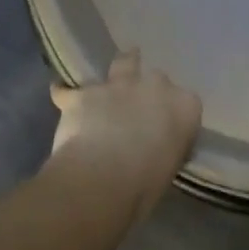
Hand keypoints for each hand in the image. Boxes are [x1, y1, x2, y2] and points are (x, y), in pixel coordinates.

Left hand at [48, 51, 201, 223]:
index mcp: (185, 107)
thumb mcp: (169, 169)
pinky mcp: (85, 94)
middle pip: (157, 79)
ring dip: (121, 67)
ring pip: (123, 63)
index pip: (187, 102)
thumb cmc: (145, 186)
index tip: (167, 128)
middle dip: (149, 91)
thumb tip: (157, 150)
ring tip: (115, 74)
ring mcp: (119, 85)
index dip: (175, 114)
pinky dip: (66, 93)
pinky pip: (71, 89)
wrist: (102, 181)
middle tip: (140, 109)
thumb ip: (166, 149)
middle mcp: (155, 87)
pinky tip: (61, 94)